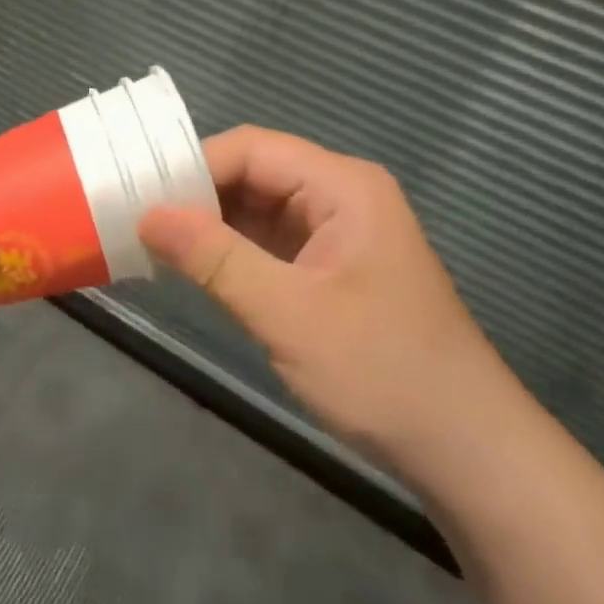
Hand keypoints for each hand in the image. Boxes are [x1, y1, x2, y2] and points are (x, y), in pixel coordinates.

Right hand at [138, 126, 506, 481]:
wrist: (467, 453)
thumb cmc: (383, 372)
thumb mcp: (289, 314)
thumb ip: (215, 258)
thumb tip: (147, 215)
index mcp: (342, 186)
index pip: (252, 150)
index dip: (194, 166)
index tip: (139, 195)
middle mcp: (339, 196)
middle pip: (254, 174)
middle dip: (197, 195)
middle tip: (135, 219)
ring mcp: (336, 233)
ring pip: (258, 209)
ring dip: (210, 225)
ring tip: (150, 241)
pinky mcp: (329, 269)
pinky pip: (269, 243)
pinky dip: (231, 252)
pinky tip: (192, 266)